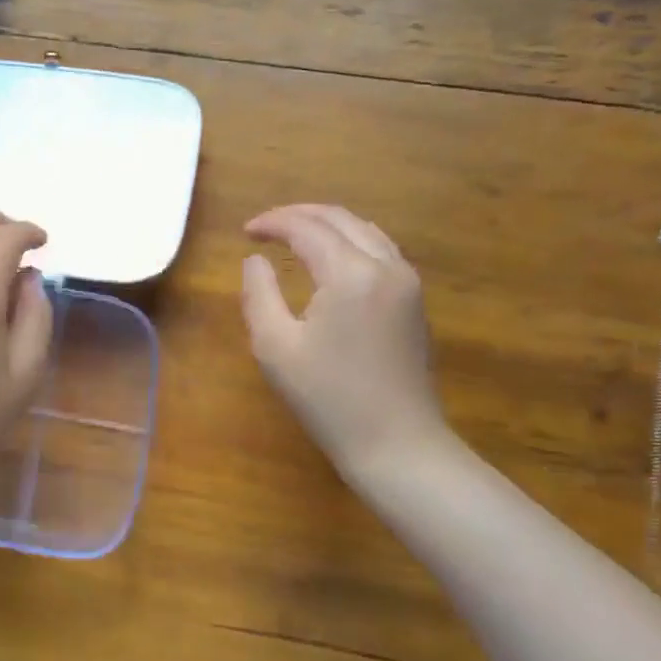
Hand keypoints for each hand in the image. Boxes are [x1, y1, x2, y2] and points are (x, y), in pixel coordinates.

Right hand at [241, 204, 449, 476]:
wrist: (398, 445)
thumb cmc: (329, 400)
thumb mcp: (275, 348)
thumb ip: (259, 294)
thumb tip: (255, 260)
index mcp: (351, 273)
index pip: (307, 228)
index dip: (273, 223)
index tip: (245, 231)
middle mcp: (386, 265)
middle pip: (340, 219)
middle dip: (299, 215)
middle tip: (266, 227)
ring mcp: (407, 282)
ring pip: (365, 230)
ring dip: (327, 225)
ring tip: (295, 235)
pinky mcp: (415, 301)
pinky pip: (381, 250)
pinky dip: (351, 241)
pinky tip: (332, 258)